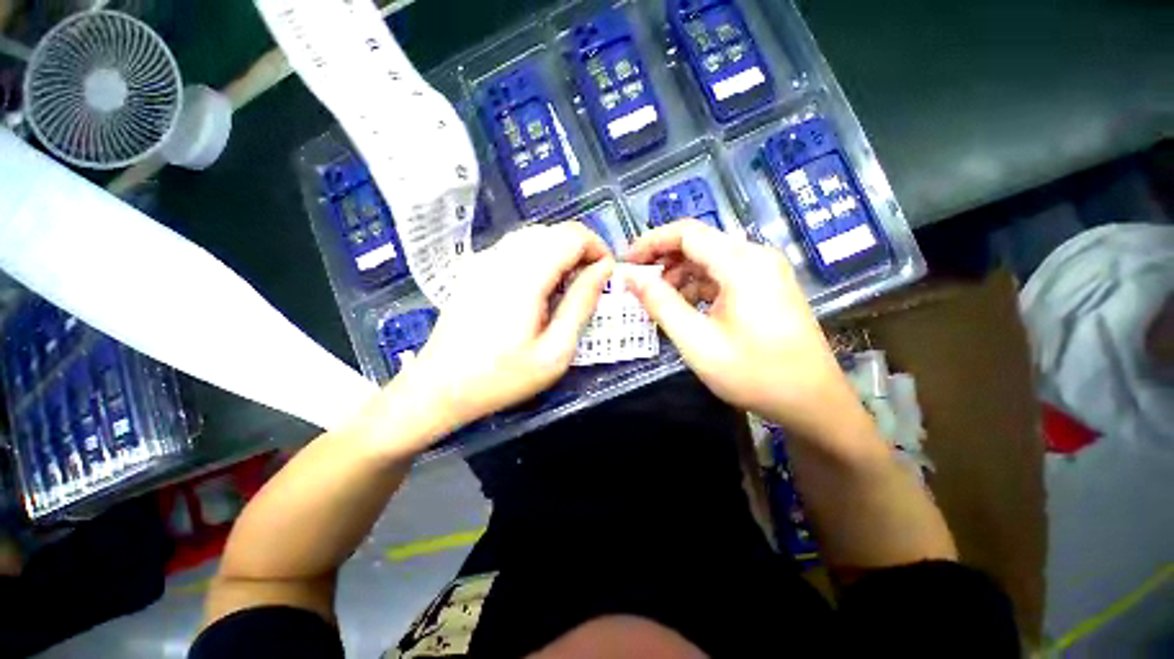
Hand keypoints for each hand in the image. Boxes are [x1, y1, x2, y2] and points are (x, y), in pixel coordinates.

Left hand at [403, 223, 613, 433]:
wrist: (440, 387)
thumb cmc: (503, 376)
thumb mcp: (555, 350)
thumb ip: (581, 304)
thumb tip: (603, 270)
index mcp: (525, 276)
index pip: (572, 235)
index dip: (597, 248)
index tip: (606, 276)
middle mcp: (503, 257)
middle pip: (554, 231)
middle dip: (580, 252)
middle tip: (587, 287)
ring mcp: (484, 260)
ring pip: (534, 236)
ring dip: (559, 253)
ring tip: (564, 289)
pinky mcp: (474, 268)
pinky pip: (515, 247)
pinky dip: (538, 257)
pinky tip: (535, 289)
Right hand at [624, 221, 865, 440]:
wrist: (812, 402)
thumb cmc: (754, 374)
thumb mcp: (696, 341)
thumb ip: (660, 303)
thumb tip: (630, 277)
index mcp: (742, 264)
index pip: (686, 233)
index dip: (651, 242)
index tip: (626, 262)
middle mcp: (756, 257)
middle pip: (699, 243)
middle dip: (663, 260)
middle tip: (637, 284)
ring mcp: (766, 271)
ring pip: (710, 260)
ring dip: (680, 275)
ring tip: (659, 301)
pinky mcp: (768, 286)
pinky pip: (724, 275)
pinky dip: (699, 286)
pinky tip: (686, 308)